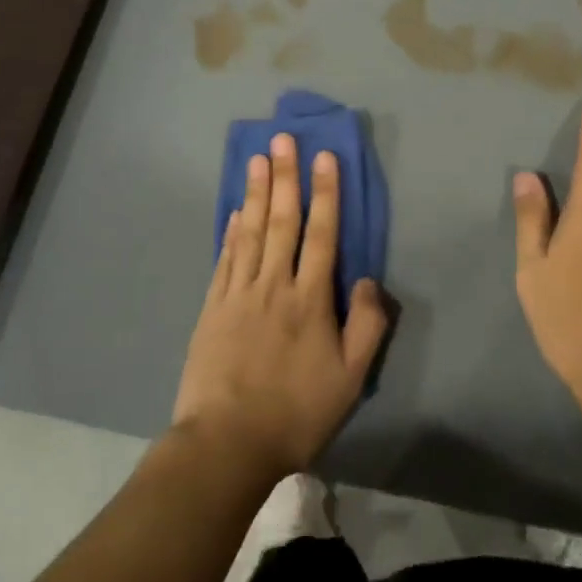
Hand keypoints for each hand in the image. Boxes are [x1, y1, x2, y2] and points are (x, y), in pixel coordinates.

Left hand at [172, 134, 388, 481]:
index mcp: (310, 298)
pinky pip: (225, 259)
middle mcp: (275, 284)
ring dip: (255, 192)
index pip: (322, 233)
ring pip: (250, 231)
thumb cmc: (296, 412)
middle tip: (283, 138)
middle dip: (286, 176)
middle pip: (282, 221)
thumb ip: (366, 326)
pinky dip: (230, 231)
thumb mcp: (350, 378)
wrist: (227, 443)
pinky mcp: (212, 308)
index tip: (324, 157)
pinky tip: (234, 211)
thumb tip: (368, 279)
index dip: (325, 192)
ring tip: (258, 158)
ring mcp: (239, 293)